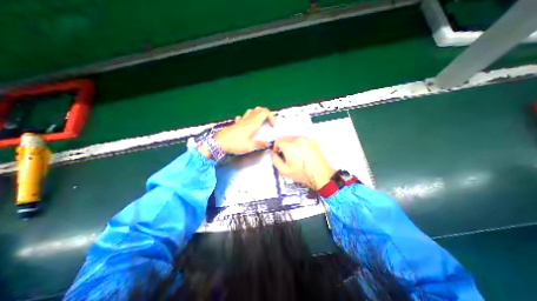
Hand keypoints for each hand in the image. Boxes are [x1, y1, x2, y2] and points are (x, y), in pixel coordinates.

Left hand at [203, 105, 276, 156]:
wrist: (218, 143)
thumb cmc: (235, 144)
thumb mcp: (250, 146)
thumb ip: (260, 144)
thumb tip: (268, 144)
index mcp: (253, 123)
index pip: (265, 112)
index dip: (271, 117)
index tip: (273, 125)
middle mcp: (248, 119)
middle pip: (259, 109)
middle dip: (266, 114)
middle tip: (268, 122)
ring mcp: (241, 120)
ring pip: (251, 111)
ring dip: (258, 114)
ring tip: (260, 122)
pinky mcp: (236, 123)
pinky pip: (243, 116)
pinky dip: (248, 118)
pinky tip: (248, 124)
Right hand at [273, 137, 333, 189]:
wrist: (321, 174)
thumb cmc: (304, 174)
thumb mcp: (284, 171)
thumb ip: (275, 160)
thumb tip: (274, 154)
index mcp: (289, 146)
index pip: (278, 140)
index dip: (275, 147)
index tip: (277, 152)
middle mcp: (297, 140)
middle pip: (285, 137)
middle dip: (282, 145)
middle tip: (285, 154)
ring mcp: (306, 139)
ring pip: (293, 137)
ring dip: (290, 144)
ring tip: (294, 154)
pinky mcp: (312, 141)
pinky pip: (301, 139)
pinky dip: (298, 144)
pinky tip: (301, 153)